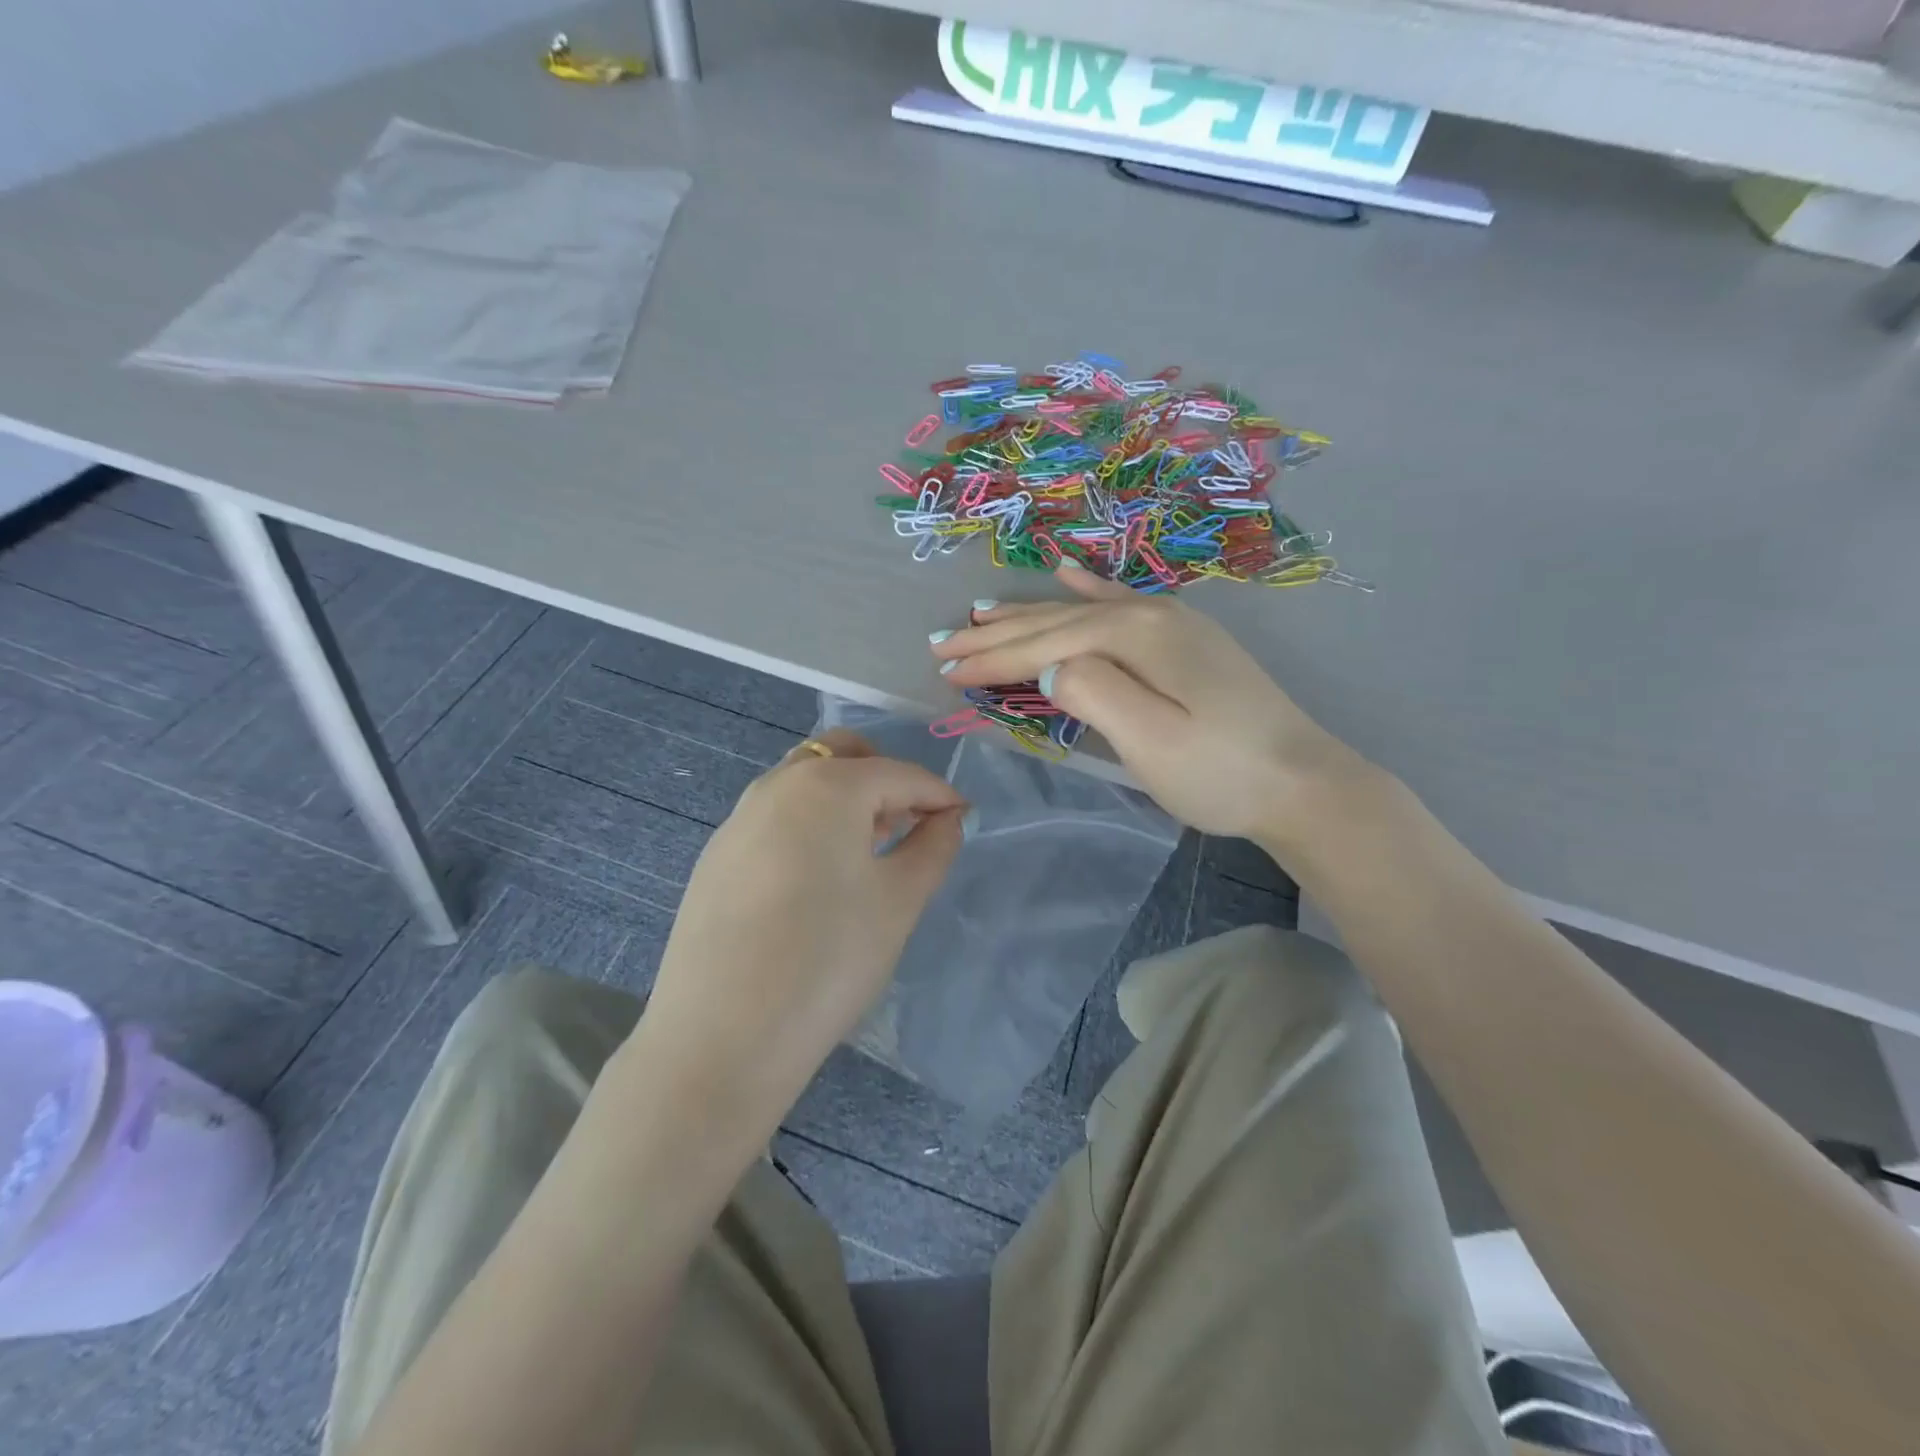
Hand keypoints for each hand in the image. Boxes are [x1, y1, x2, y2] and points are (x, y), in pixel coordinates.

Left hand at [626, 729, 966, 1148]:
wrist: (722, 1037)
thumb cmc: (828, 960)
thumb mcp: (898, 902)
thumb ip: (933, 847)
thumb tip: (948, 818)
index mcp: (827, 786)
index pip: (899, 774)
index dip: (938, 795)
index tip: (963, 820)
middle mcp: (776, 786)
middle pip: (842, 755)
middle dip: (884, 779)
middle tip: (908, 825)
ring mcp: (738, 819)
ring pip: (804, 782)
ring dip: (844, 799)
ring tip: (867, 852)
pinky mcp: (715, 856)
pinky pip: (774, 817)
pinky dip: (808, 824)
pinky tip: (815, 880)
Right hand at [931, 562, 1372, 850]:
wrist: (1303, 782)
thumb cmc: (1221, 772)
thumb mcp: (1153, 742)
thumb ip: (1094, 694)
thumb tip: (1047, 665)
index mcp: (1135, 636)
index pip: (1045, 645)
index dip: (991, 659)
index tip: (943, 668)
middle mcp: (1149, 614)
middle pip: (1056, 621)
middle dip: (996, 635)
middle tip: (942, 643)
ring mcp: (1170, 623)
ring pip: (1080, 612)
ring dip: (1028, 613)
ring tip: (981, 612)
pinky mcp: (1184, 640)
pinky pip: (1120, 602)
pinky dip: (1085, 590)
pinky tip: (1066, 574)